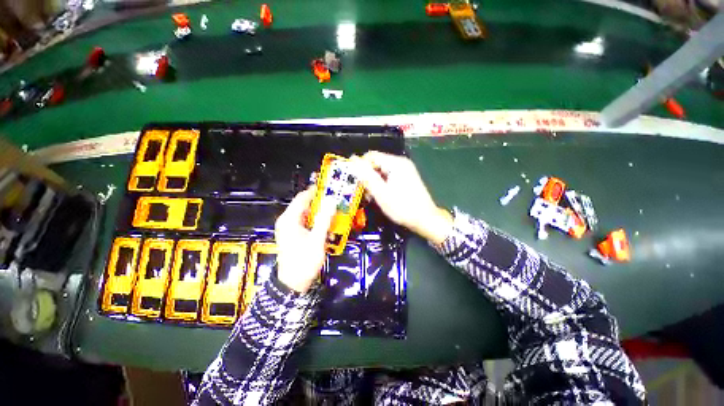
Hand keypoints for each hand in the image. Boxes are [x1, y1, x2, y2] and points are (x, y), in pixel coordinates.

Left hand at [275, 188, 335, 292]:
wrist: (293, 283)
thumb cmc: (304, 261)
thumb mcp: (317, 239)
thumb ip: (325, 219)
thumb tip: (332, 201)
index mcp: (289, 219)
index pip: (302, 198)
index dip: (316, 191)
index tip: (331, 188)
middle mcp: (287, 220)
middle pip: (305, 204)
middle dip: (320, 202)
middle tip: (336, 200)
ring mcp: (290, 227)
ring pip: (307, 213)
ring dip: (320, 211)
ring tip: (334, 210)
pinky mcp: (294, 234)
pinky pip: (306, 221)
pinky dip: (316, 220)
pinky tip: (327, 224)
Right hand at [349, 151, 452, 244]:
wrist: (425, 219)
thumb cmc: (402, 207)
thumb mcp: (381, 193)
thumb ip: (367, 176)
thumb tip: (353, 160)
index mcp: (396, 163)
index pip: (371, 156)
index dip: (360, 166)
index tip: (355, 180)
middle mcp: (401, 163)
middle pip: (376, 163)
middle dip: (367, 176)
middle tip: (364, 192)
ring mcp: (405, 170)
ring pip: (381, 171)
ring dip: (373, 182)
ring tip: (371, 196)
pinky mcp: (406, 178)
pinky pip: (388, 176)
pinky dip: (381, 184)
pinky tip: (380, 195)